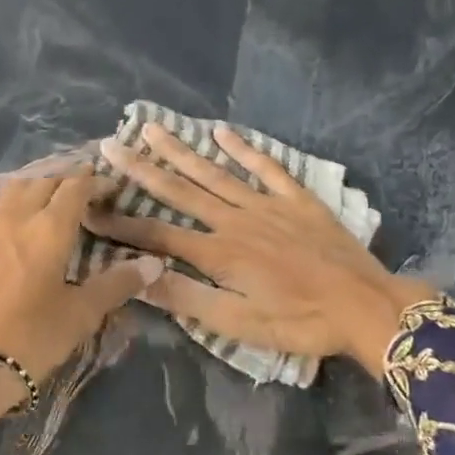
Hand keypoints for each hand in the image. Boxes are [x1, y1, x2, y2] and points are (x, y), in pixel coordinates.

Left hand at [0, 173, 162, 452]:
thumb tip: (154, 264)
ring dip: (36, 188)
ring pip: (14, 189)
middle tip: (84, 198)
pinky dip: (10, 207)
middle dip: (67, 181)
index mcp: (49, 227)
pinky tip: (15, 229)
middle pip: (44, 180)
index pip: (76, 185)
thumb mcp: (80, 315)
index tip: (111, 190)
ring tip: (50, 205)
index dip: (96, 182)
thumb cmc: (29, 340)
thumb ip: (116, 284)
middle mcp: (15, 216)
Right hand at [85, 124, 436, 377]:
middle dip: (142, 169)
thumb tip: (140, 277)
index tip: (89, 209)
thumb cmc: (300, 323)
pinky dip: (242, 148)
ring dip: (181, 150)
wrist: (365, 305)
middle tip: (110, 146)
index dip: (122, 225)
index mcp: (218, 253)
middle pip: (180, 191)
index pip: (158, 235)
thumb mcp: (240, 325)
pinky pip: (265, 166)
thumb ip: (189, 300)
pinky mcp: (295, 198)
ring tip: (151, 129)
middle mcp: (234, 219)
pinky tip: (220, 131)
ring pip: (214, 172)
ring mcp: (266, 203)